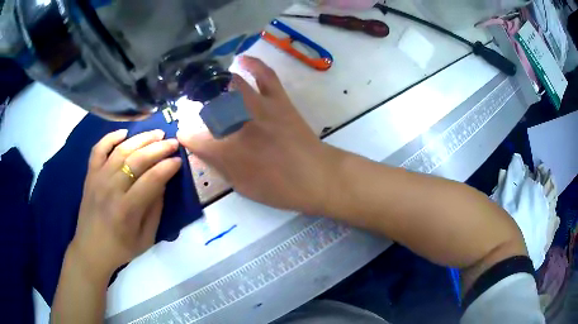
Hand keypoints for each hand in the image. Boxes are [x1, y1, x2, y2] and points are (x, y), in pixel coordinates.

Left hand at [69, 130, 181, 279]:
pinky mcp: (90, 175)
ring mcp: (98, 179)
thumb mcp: (146, 238)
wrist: (91, 250)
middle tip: (173, 142)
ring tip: (157, 133)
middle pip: (137, 160)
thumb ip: (155, 209)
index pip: (152, 179)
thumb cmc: (120, 249)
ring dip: (141, 138)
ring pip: (121, 150)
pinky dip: (111, 137)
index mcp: (127, 209)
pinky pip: (99, 149)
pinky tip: (124, 133)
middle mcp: (111, 189)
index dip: (168, 167)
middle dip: (159, 148)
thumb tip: (163, 182)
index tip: (179, 160)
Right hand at [177, 56, 341, 214]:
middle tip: (198, 108)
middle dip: (199, 105)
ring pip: (233, 85)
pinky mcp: (278, 100)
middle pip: (210, 106)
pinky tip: (242, 60)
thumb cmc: (278, 188)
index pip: (195, 139)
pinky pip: (265, 75)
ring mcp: (260, 107)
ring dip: (219, 82)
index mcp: (228, 151)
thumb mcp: (241, 186)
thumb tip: (203, 149)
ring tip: (211, 82)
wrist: (315, 176)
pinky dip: (253, 64)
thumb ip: (218, 166)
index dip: (186, 137)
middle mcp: (239, 124)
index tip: (184, 135)